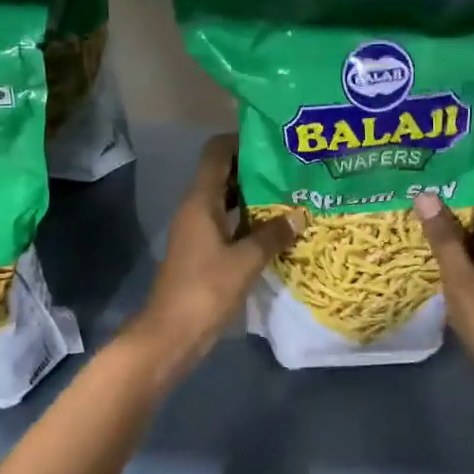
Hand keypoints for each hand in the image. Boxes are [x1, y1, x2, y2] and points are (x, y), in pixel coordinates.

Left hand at [126, 135, 298, 373]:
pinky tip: (278, 228)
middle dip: (256, 168)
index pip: (216, 153)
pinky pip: (230, 225)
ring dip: (255, 197)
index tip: (274, 140)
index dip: (240, 140)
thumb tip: (300, 216)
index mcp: (200, 201)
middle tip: (293, 167)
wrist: (173, 333)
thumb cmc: (205, 290)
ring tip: (292, 193)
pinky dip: (250, 222)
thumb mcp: (245, 261)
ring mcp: (199, 231)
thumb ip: (272, 236)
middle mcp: (196, 209)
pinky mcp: (205, 252)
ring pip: (228, 201)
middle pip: (224, 174)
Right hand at [415, 181, 473, 395]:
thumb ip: (444, 239)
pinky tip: (437, 249)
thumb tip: (427, 194)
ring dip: (459, 220)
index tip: (439, 169)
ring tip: (423, 213)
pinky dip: (463, 243)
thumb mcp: (461, 282)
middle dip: (459, 196)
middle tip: (422, 190)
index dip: (471, 175)